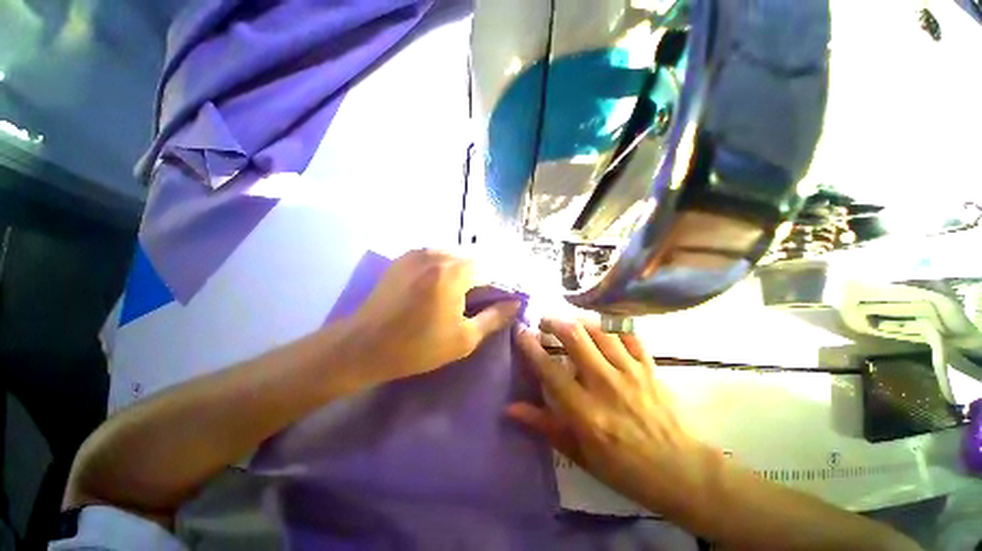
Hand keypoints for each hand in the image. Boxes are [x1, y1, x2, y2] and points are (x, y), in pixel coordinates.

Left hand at [348, 249, 521, 383]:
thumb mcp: (464, 338)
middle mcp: (437, 253)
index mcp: (453, 271)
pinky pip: (436, 256)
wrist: (363, 345)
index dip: (500, 283)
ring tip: (463, 294)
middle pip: (473, 259)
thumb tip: (515, 303)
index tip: (503, 298)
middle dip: (483, 276)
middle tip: (482, 299)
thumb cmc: (417, 346)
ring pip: (454, 255)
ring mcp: (418, 252)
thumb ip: (494, 317)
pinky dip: (446, 267)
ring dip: (464, 271)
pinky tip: (441, 286)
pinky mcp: (404, 258)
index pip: (491, 268)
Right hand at [508, 318, 719, 518]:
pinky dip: (612, 326)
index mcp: (585, 411)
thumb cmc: (623, 468)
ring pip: (599, 330)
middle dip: (554, 322)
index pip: (549, 369)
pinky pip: (628, 334)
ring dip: (579, 321)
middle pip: (575, 337)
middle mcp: (605, 384)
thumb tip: (509, 409)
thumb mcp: (578, 453)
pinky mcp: (649, 367)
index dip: (530, 346)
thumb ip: (543, 425)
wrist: (680, 471)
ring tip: (570, 323)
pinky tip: (602, 328)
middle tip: (545, 322)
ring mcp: (630, 372)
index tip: (520, 331)